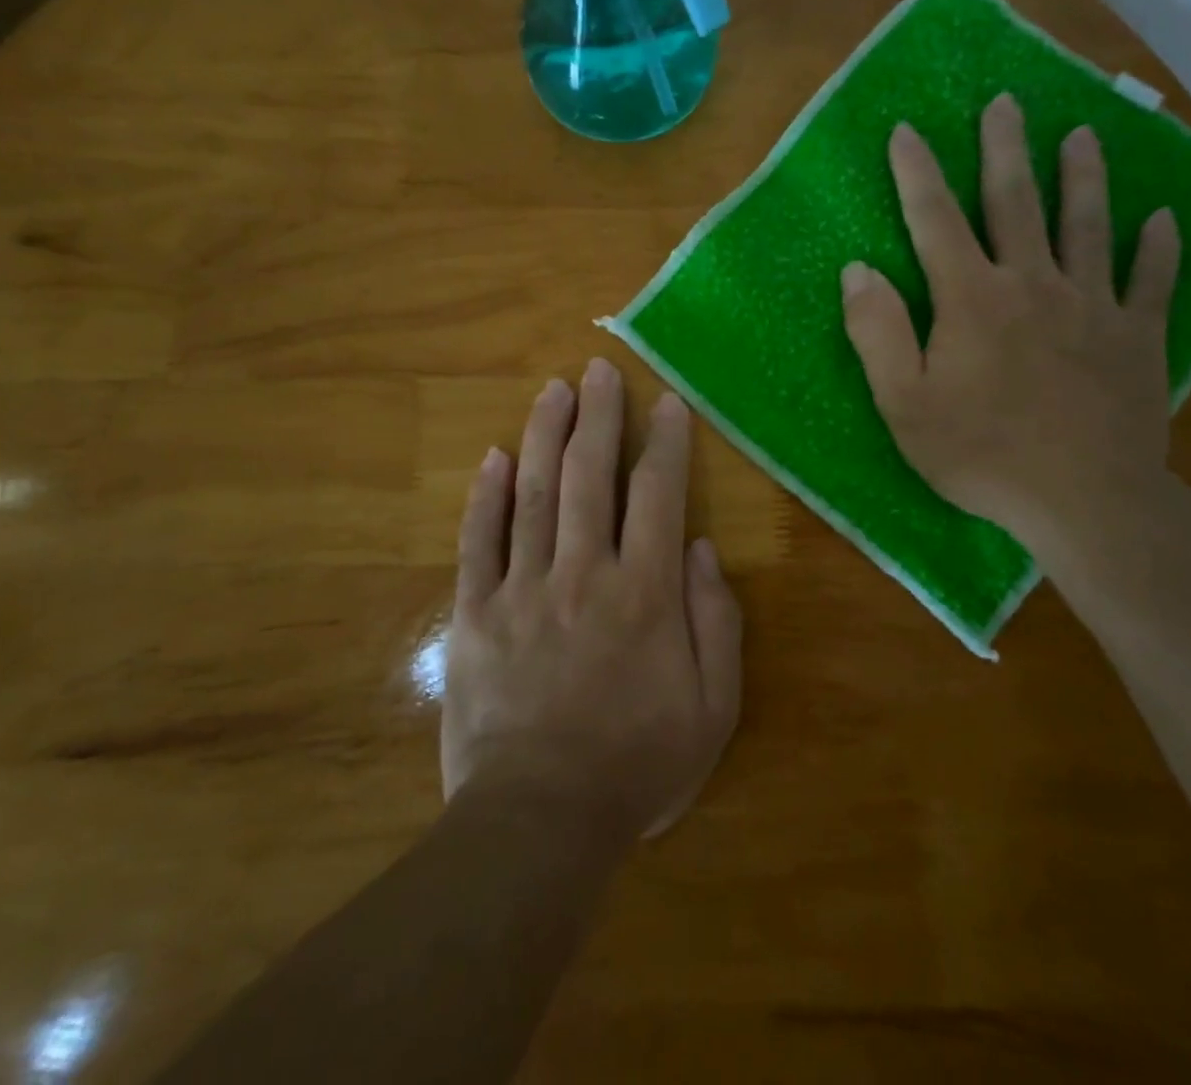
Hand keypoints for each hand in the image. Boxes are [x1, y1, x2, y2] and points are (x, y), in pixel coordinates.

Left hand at [443, 360, 741, 840]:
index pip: (658, 495)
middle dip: (598, 416)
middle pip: (590, 476)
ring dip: (544, 435)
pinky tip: (492, 457)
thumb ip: (715, 620)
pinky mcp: (475, 613)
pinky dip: (485, 496)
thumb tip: (700, 547)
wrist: (540, 820)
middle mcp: (583, 573)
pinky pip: (479, 542)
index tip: (667, 403)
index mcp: (644, 592)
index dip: (665, 443)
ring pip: (533, 493)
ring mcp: (522, 589)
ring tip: (553, 391)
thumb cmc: (637, 764)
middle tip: (599, 370)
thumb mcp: (712, 707)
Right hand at [840, 95, 1181, 548]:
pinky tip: (1165, 219)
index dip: (918, 173)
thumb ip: (878, 333)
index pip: (936, 220)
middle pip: (1017, 203)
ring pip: (1089, 226)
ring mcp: (1093, 306)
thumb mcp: (904, 404)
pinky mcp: (1137, 337)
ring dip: (1085, 177)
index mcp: (971, 298)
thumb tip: (858, 270)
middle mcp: (1033, 284)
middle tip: (1008, 101)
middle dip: (1006, 149)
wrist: (1083, 500)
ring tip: (1085, 134)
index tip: (907, 130)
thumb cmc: (980, 454)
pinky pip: (1152, 281)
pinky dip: (1159, 247)